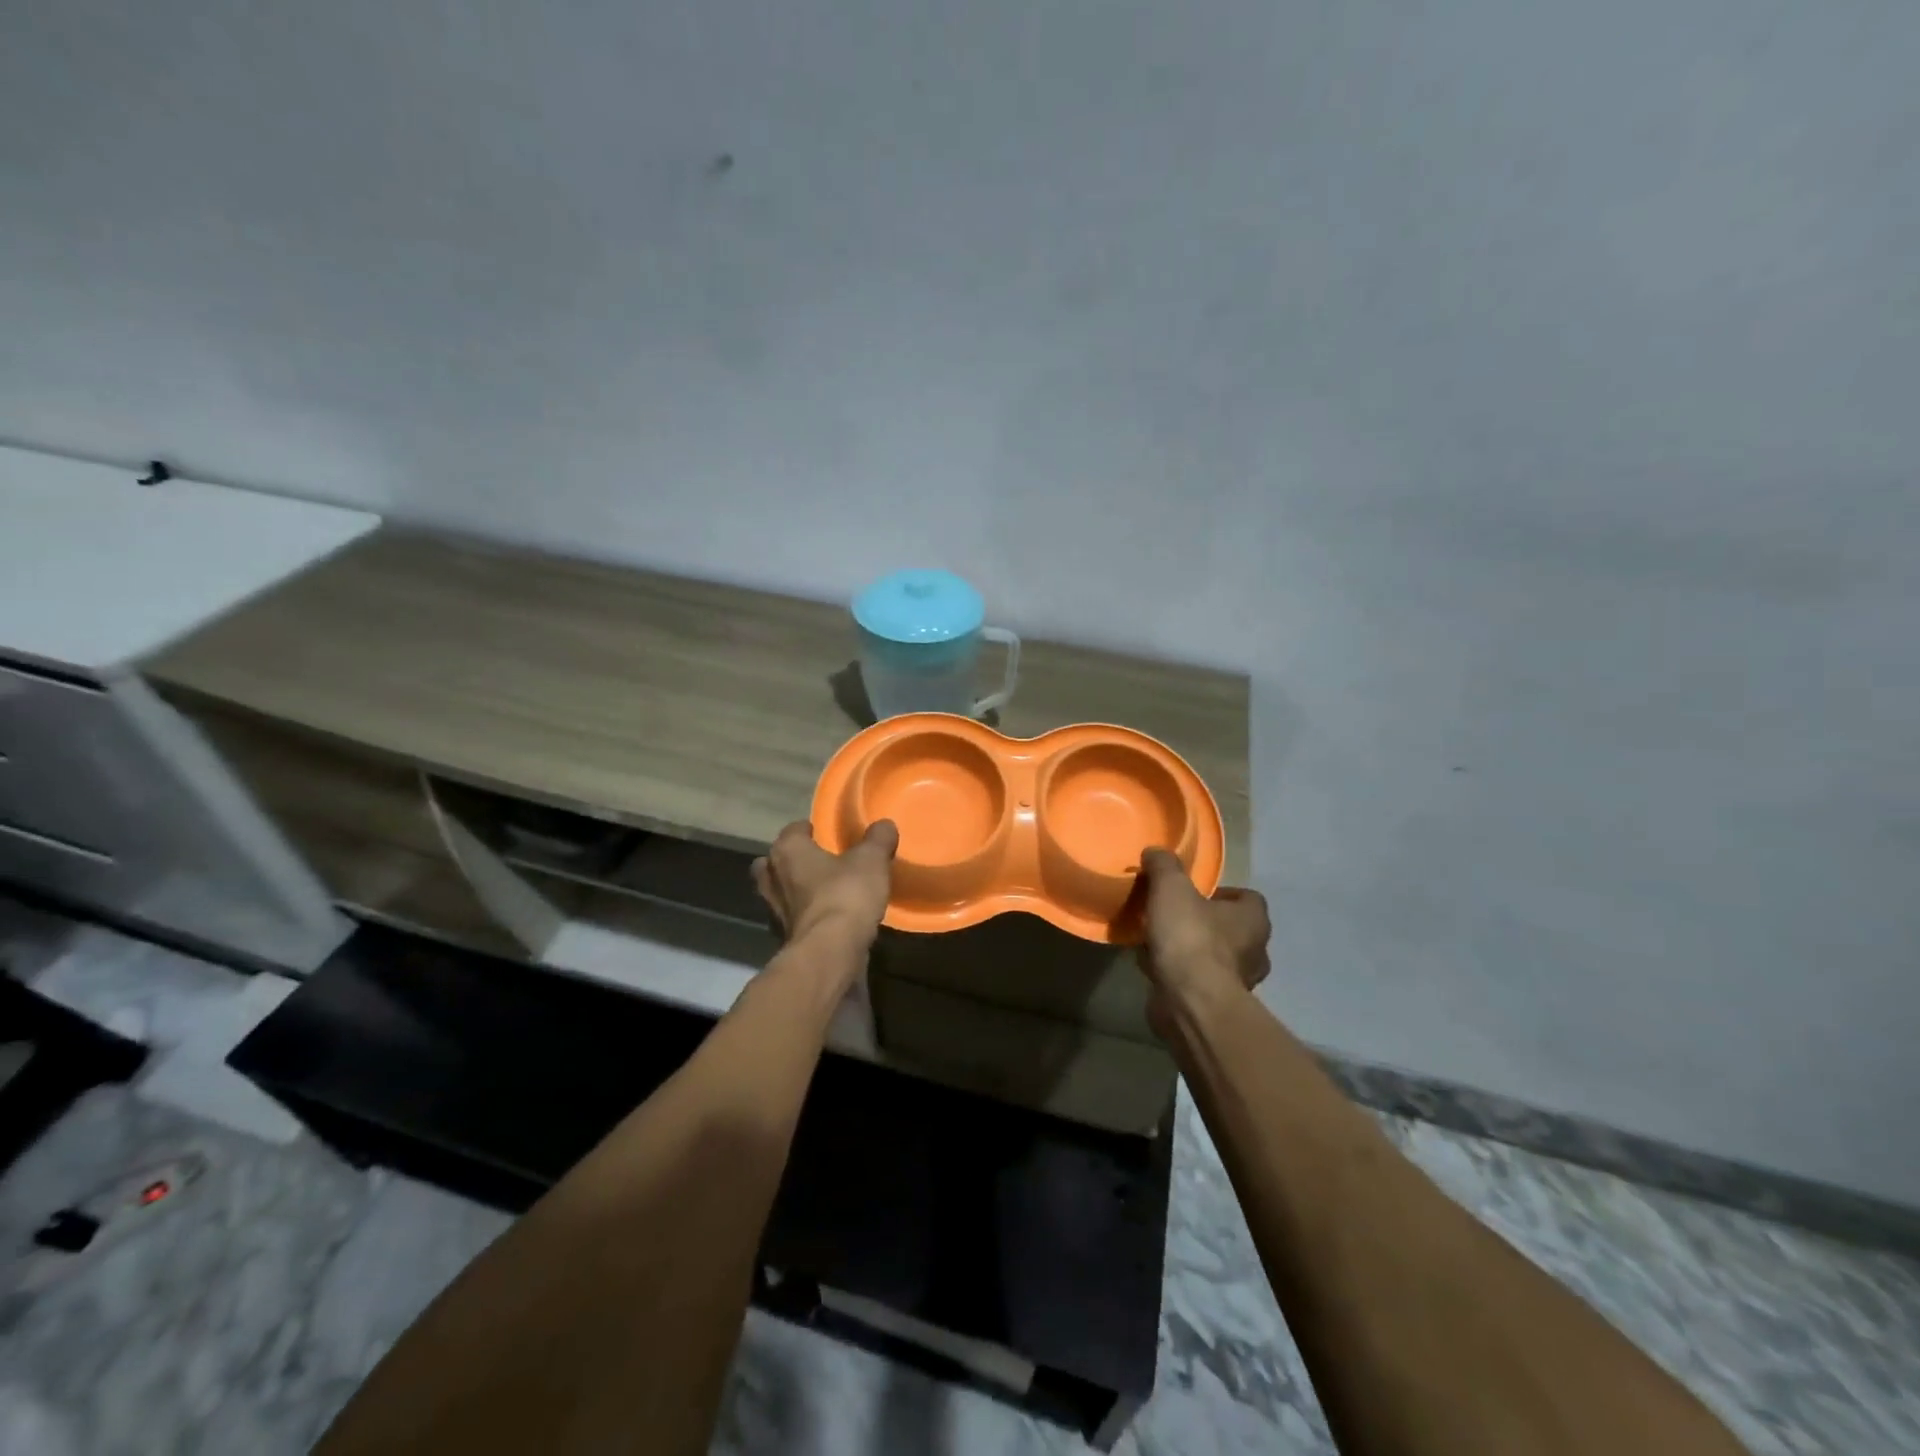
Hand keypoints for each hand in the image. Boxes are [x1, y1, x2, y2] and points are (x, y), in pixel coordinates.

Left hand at [751, 819, 898, 949]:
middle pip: (776, 862)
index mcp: (787, 850)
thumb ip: (878, 839)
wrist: (829, 953)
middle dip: (793, 861)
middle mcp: (771, 877)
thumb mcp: (871, 860)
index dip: (810, 830)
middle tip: (820, 863)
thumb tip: (884, 825)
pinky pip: (792, 919)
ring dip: (797, 892)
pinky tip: (826, 920)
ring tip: (824, 892)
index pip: (793, 830)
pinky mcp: (781, 938)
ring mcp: (772, 911)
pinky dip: (805, 917)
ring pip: (780, 892)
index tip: (828, 834)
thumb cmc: (845, 894)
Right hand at [1137, 848, 1270, 1040]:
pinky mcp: (1217, 1006)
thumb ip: (1164, 866)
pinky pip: (1199, 982)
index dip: (1223, 892)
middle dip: (1205, 922)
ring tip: (1160, 942)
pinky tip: (1155, 967)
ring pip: (1216, 958)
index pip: (1248, 898)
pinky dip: (1181, 974)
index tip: (1194, 892)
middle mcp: (1256, 951)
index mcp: (1253, 920)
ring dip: (1192, 950)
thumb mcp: (1171, 888)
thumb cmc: (1190, 938)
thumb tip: (1156, 852)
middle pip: (1232, 929)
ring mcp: (1240, 983)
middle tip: (1174, 915)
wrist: (1191, 1002)